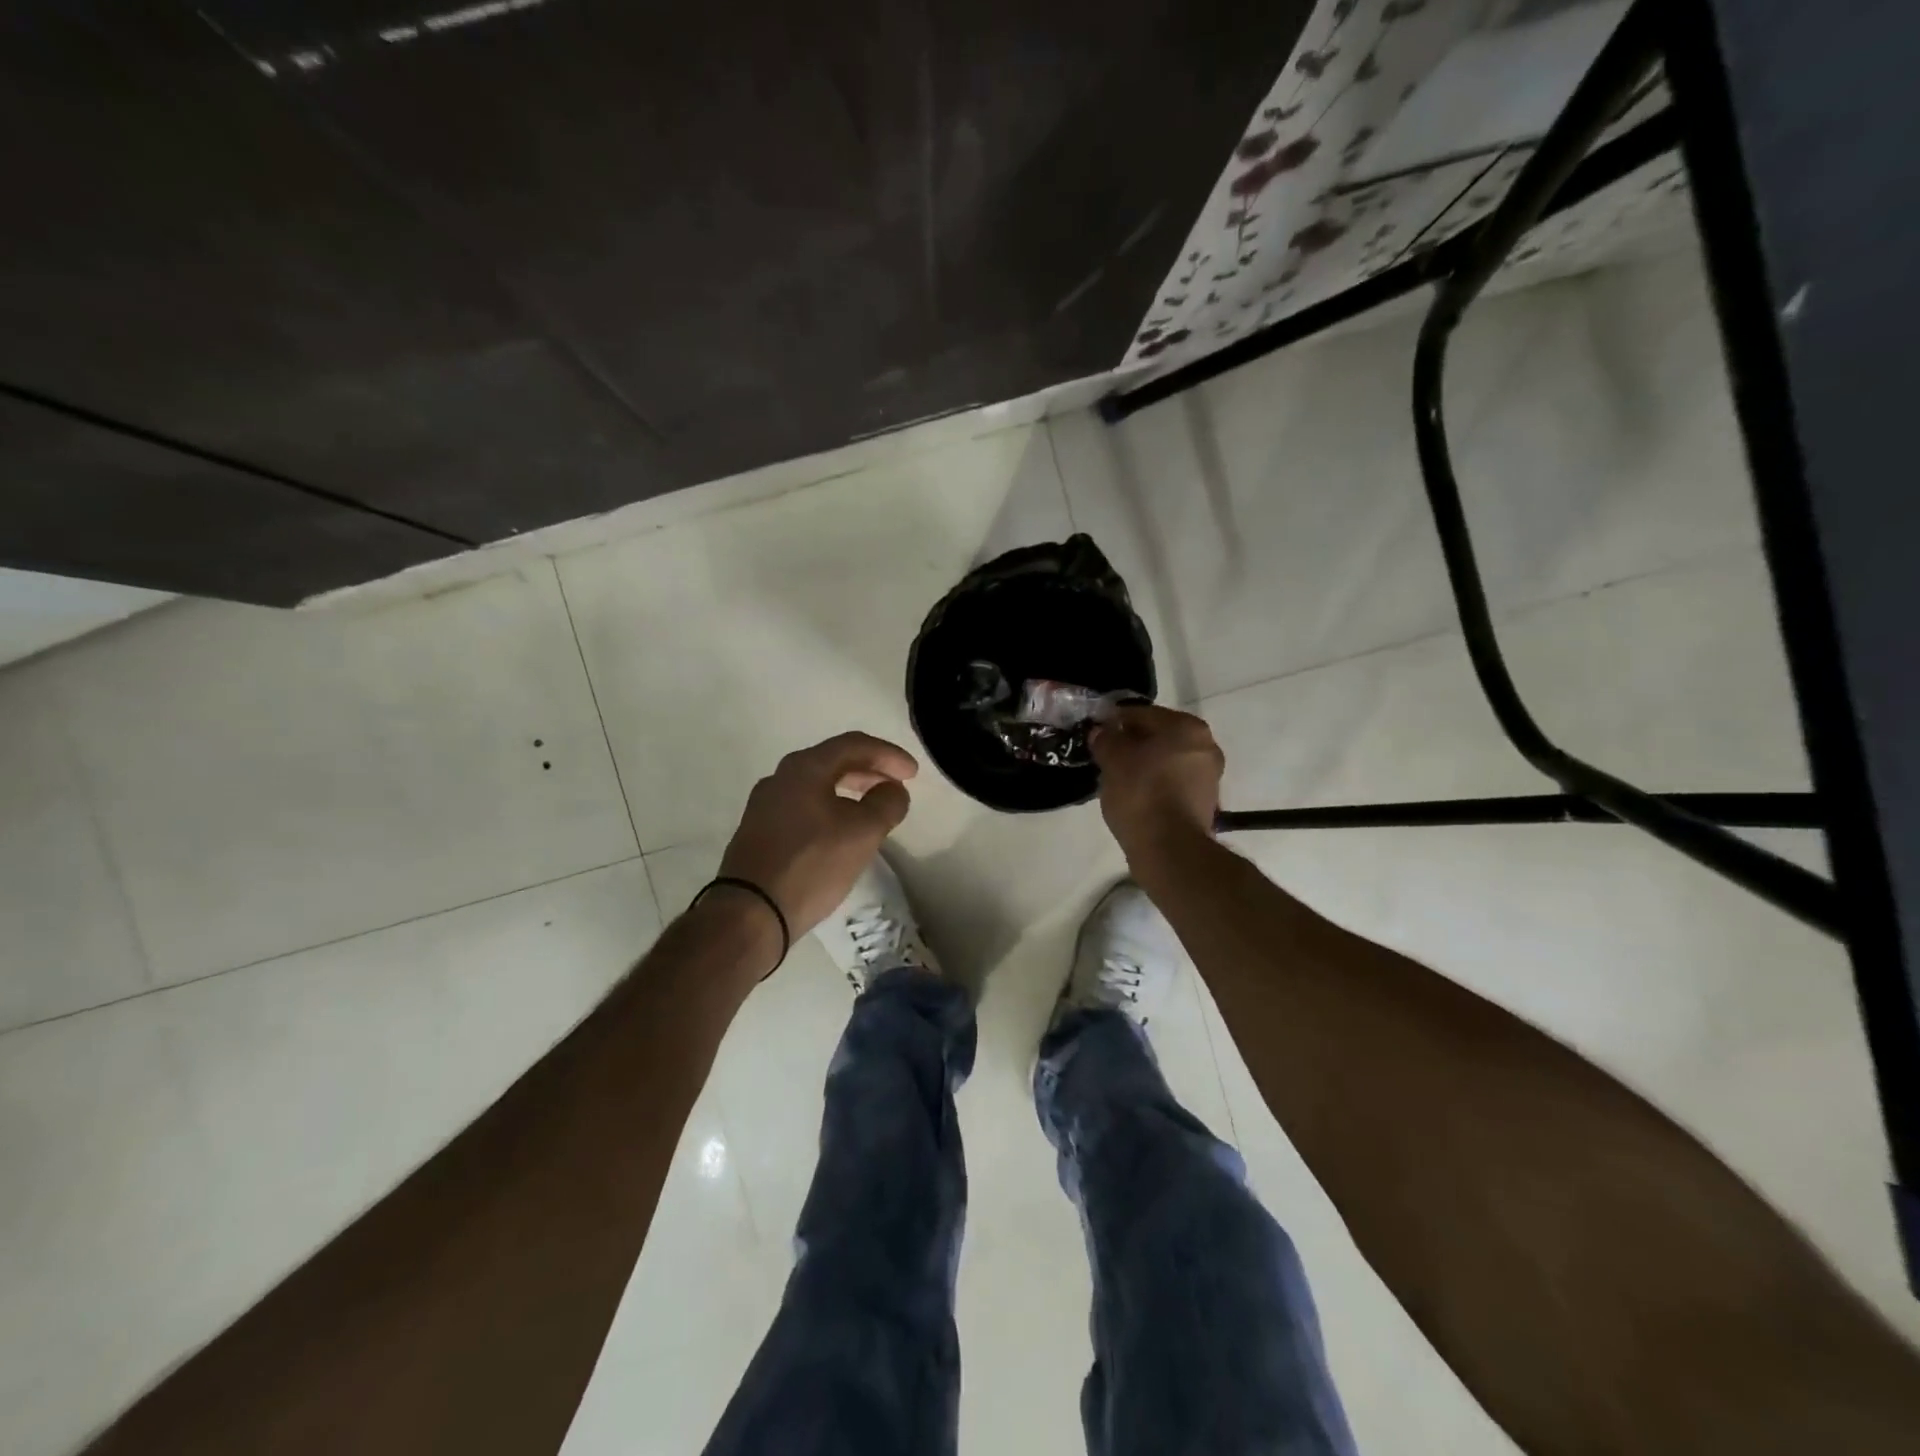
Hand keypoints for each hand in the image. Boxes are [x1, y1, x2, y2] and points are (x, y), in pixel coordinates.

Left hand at [717, 731, 917, 938]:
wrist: (750, 913)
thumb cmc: (811, 864)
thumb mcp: (862, 833)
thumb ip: (886, 804)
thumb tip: (893, 790)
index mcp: (804, 768)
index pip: (854, 745)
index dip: (888, 754)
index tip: (913, 773)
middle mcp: (780, 778)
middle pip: (833, 761)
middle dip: (870, 770)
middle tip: (896, 786)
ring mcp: (765, 805)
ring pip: (817, 785)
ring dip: (850, 790)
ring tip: (873, 809)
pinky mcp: (759, 832)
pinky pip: (803, 806)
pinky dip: (830, 808)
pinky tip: (842, 831)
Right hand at [1089, 705, 1223, 865]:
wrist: (1170, 848)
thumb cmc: (1141, 793)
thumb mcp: (1112, 759)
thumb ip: (1106, 739)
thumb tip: (1102, 732)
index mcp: (1187, 726)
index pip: (1142, 713)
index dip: (1115, 721)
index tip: (1097, 732)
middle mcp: (1205, 745)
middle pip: (1158, 736)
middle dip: (1132, 743)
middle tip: (1105, 755)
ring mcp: (1209, 776)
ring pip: (1166, 760)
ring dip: (1143, 764)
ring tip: (1117, 778)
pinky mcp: (1205, 802)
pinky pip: (1172, 783)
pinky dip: (1155, 784)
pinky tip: (1134, 796)